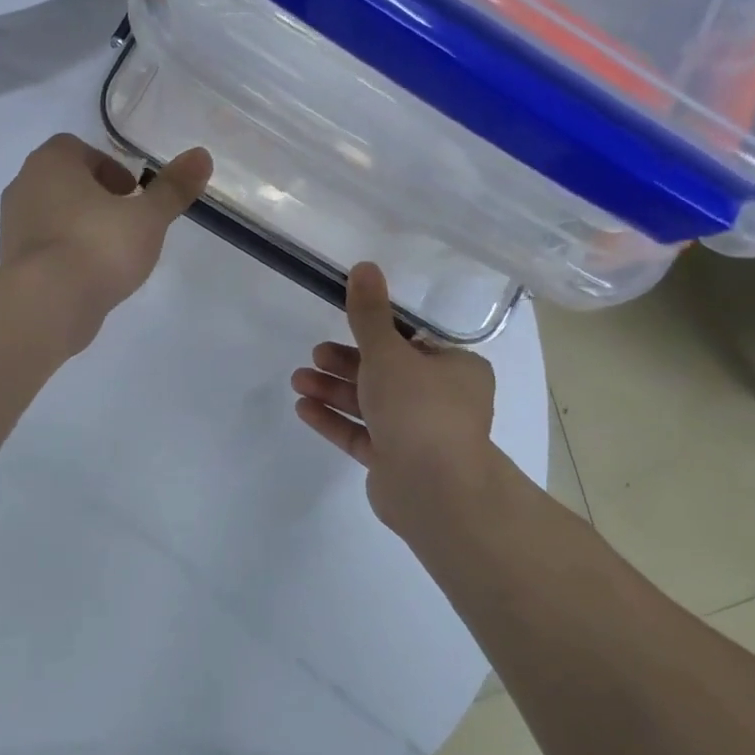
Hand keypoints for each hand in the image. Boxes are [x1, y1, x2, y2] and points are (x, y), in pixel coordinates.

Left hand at [0, 134, 212, 351]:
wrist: (48, 304)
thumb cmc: (98, 246)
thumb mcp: (148, 217)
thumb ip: (173, 188)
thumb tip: (202, 156)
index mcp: (50, 163)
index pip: (76, 148)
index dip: (108, 167)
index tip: (132, 194)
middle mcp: (23, 186)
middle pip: (64, 182)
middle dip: (95, 197)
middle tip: (126, 222)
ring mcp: (11, 227)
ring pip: (53, 215)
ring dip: (80, 226)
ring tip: (111, 254)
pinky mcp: (11, 263)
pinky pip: (44, 248)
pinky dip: (66, 254)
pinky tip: (90, 277)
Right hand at [291, 262, 507, 546]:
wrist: (433, 488)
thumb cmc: (419, 408)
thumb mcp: (388, 352)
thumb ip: (369, 314)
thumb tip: (364, 265)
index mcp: (456, 370)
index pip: (414, 344)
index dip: (376, 335)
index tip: (344, 328)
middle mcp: (442, 400)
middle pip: (387, 374)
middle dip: (345, 364)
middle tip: (314, 355)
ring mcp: (419, 435)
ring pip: (371, 405)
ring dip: (334, 390)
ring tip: (298, 381)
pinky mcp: (396, 463)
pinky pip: (362, 435)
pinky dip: (335, 420)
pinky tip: (303, 409)